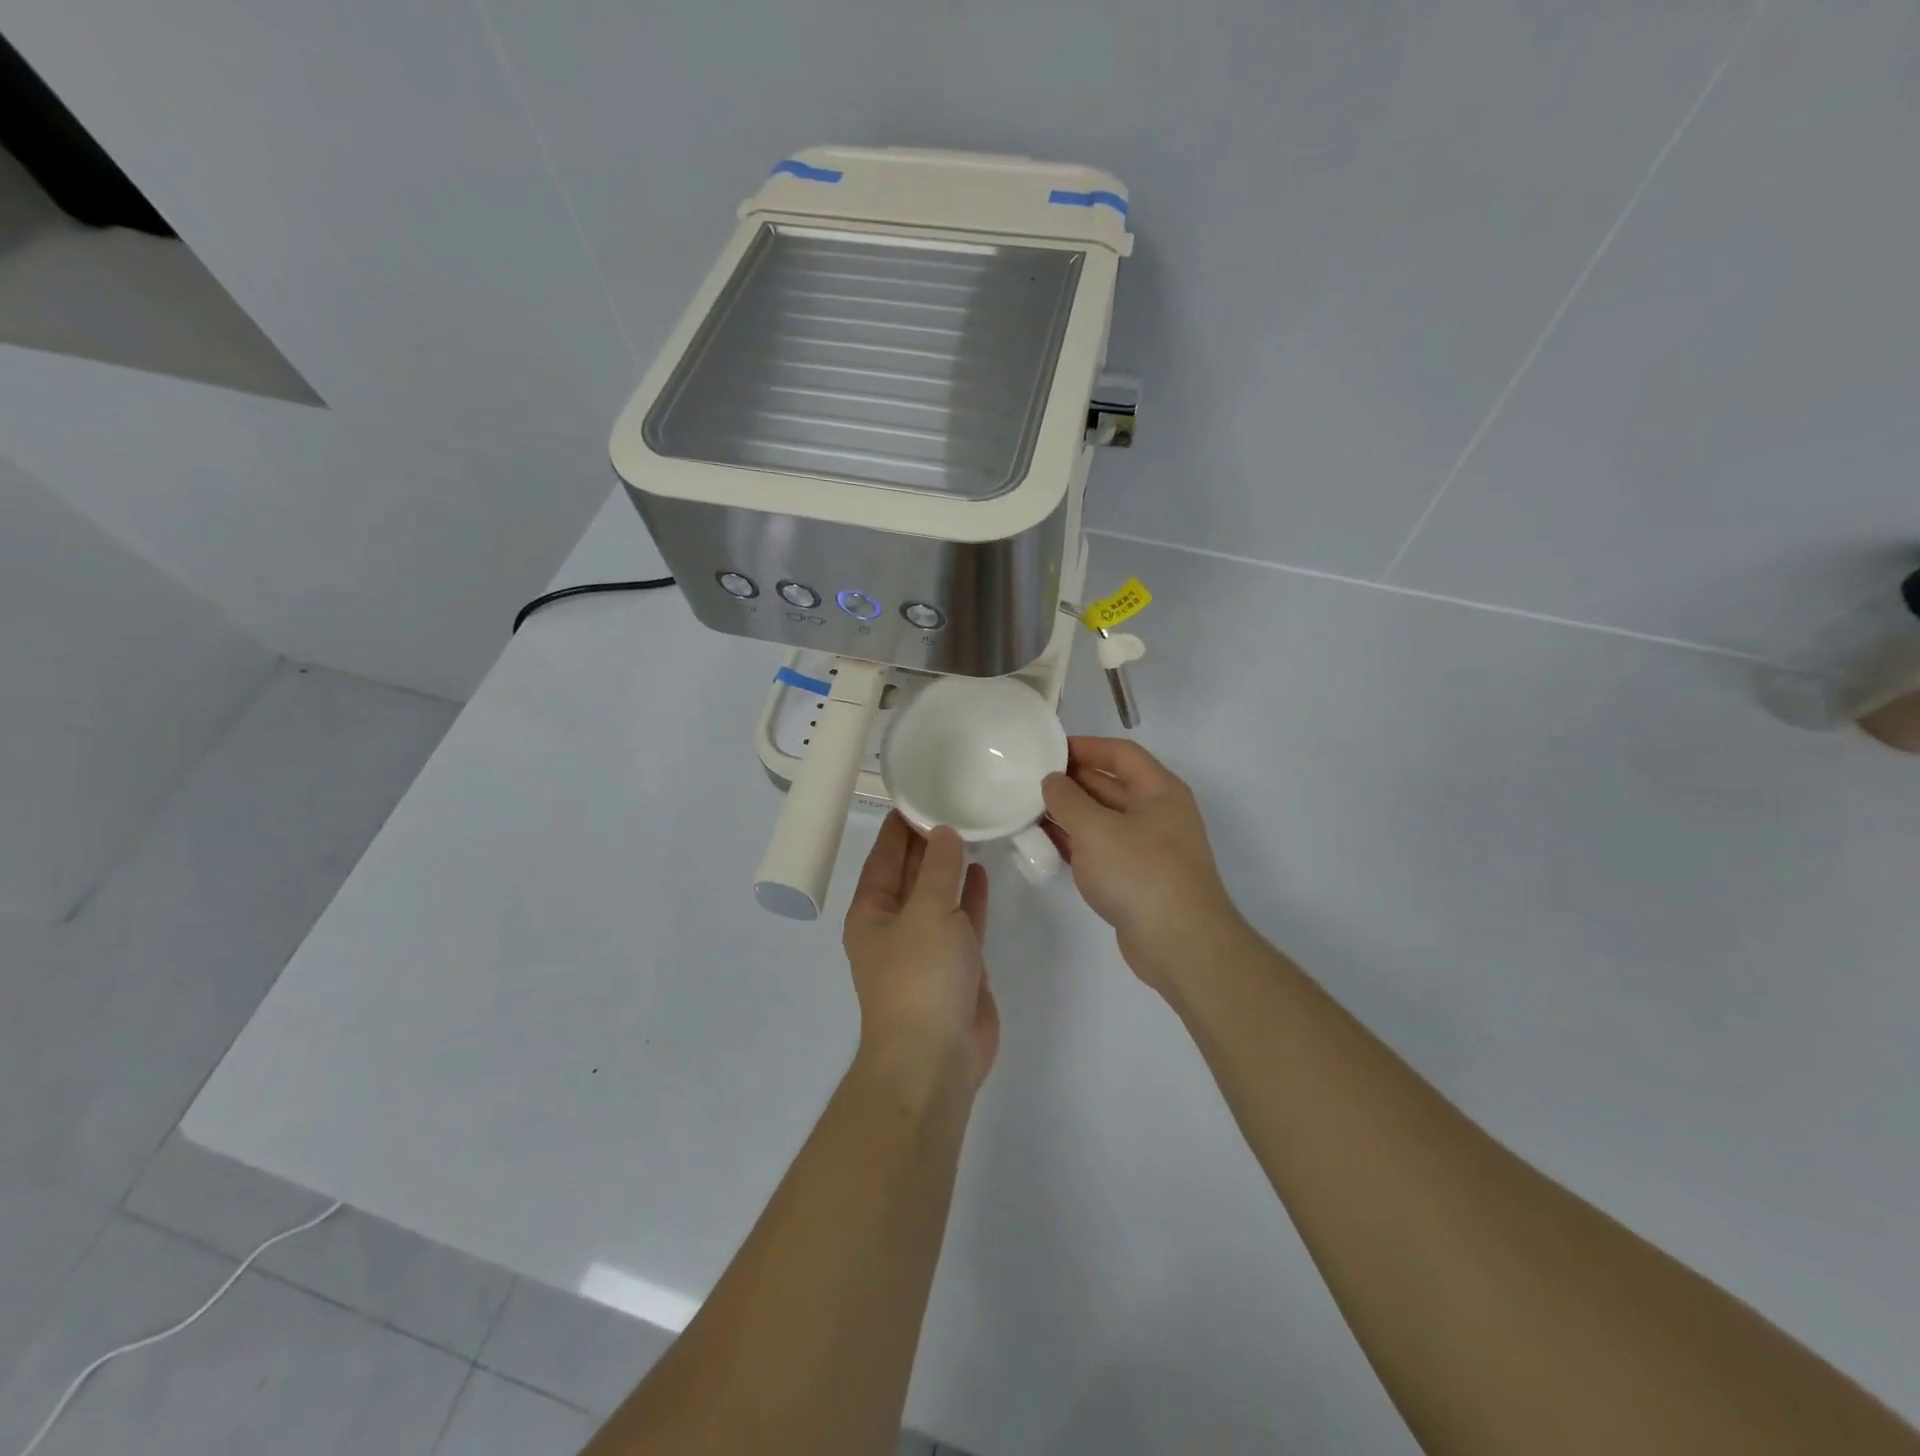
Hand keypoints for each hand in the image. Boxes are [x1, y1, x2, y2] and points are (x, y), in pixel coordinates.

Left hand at [843, 814, 997, 1093]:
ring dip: (952, 866)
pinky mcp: (957, 964)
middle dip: (928, 842)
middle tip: (954, 801)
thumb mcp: (928, 912)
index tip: (919, 793)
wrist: (936, 1057)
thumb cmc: (920, 977)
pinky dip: (972, 896)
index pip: (884, 856)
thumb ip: (940, 869)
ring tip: (971, 828)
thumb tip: (944, 833)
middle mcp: (895, 924)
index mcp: (872, 911)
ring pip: (939, 895)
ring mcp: (927, 945)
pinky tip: (983, 870)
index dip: (900, 826)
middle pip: (912, 872)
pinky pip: (963, 919)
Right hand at [1042, 738, 1243, 992]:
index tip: (1047, 749)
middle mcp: (1157, 814)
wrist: (1181, 944)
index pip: (1120, 754)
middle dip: (1071, 782)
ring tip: (1028, 810)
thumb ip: (1067, 799)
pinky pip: (1101, 850)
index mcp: (1159, 791)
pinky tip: (1046, 844)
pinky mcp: (1136, 879)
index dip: (1085, 746)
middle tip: (1029, 780)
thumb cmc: (1140, 873)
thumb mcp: (1096, 829)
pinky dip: (1076, 844)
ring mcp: (1148, 849)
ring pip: (1102, 820)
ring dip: (1069, 815)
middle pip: (1110, 786)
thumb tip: (1052, 781)